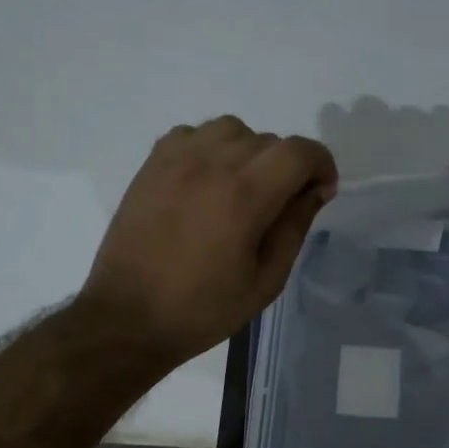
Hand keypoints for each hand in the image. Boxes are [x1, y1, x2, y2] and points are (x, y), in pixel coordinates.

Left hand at [82, 116, 336, 362]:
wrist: (128, 318)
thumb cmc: (203, 310)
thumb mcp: (265, 281)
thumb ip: (294, 227)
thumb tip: (315, 190)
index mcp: (243, 197)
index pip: (298, 152)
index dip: (321, 165)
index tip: (321, 191)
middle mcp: (210, 165)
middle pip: (268, 140)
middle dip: (287, 166)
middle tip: (281, 205)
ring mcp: (176, 160)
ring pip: (231, 129)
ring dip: (249, 151)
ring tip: (243, 187)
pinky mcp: (151, 165)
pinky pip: (192, 134)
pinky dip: (210, 148)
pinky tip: (207, 181)